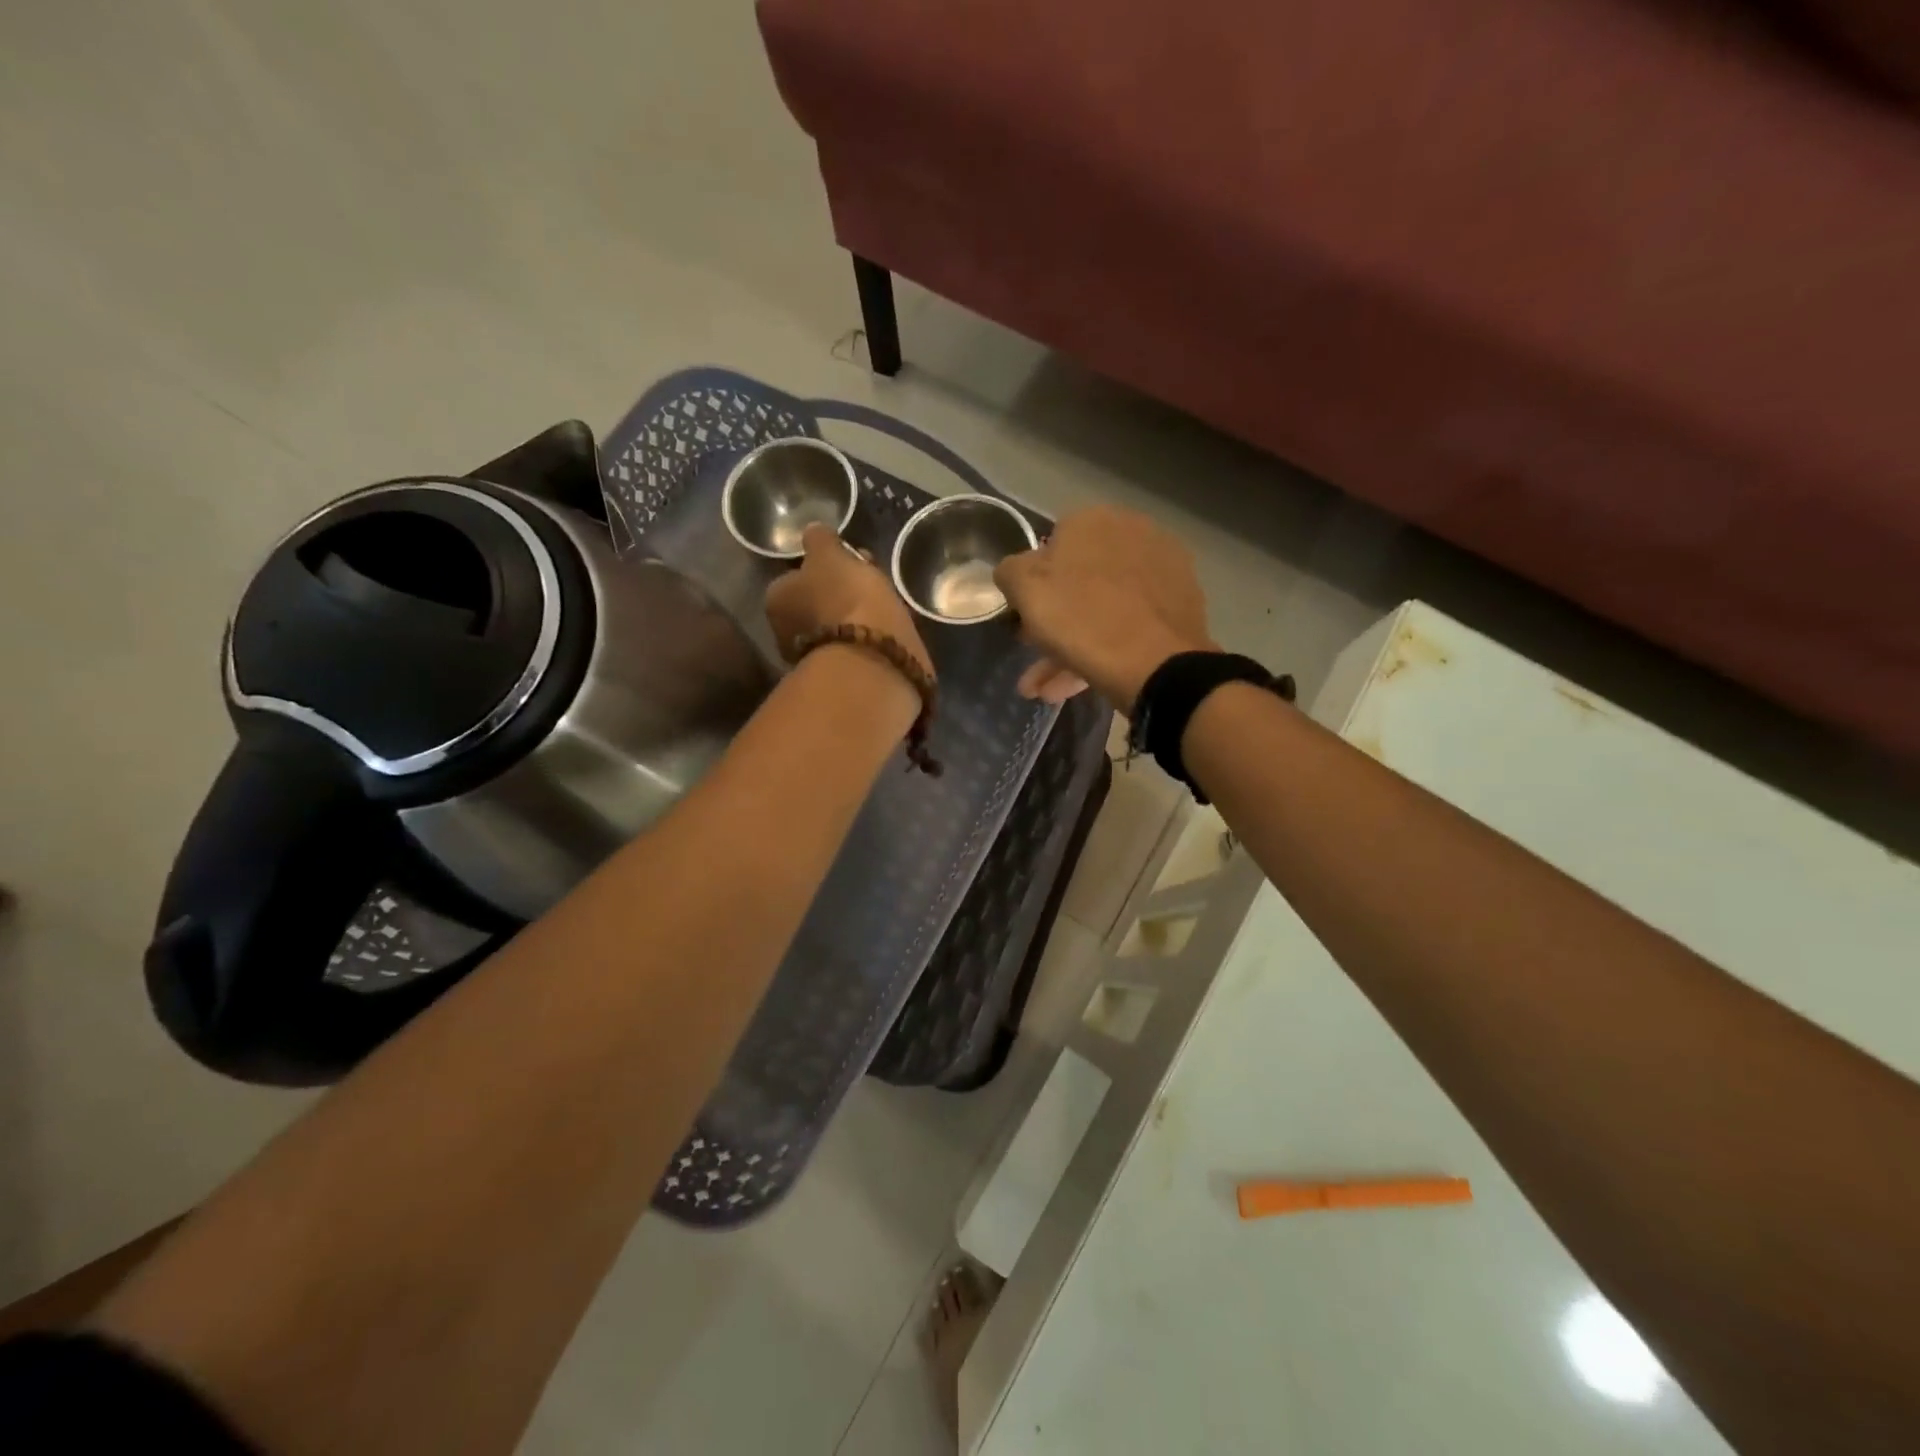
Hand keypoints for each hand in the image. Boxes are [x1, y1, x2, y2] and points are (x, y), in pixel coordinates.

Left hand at [764, 524, 933, 679]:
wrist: (875, 659)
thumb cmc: (846, 598)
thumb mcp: (830, 555)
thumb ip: (819, 540)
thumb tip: (812, 530)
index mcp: (777, 600)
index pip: (796, 576)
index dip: (823, 566)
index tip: (849, 559)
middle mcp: (786, 632)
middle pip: (816, 602)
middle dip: (840, 591)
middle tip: (869, 579)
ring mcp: (815, 658)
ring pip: (838, 624)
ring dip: (857, 614)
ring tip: (887, 604)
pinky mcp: (844, 675)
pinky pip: (857, 645)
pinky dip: (869, 636)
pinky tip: (889, 629)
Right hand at [994, 506, 1214, 707]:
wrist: (1156, 664)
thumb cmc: (1081, 619)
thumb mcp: (1024, 590)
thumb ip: (1010, 570)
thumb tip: (1016, 570)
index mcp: (1093, 519)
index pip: (1051, 547)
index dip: (1033, 585)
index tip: (1025, 618)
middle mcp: (1133, 532)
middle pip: (1079, 581)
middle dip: (1053, 622)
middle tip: (1037, 654)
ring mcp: (1162, 568)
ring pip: (1103, 608)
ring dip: (1071, 648)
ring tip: (1050, 691)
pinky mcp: (1181, 603)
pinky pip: (1130, 623)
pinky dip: (1105, 649)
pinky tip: (1083, 683)